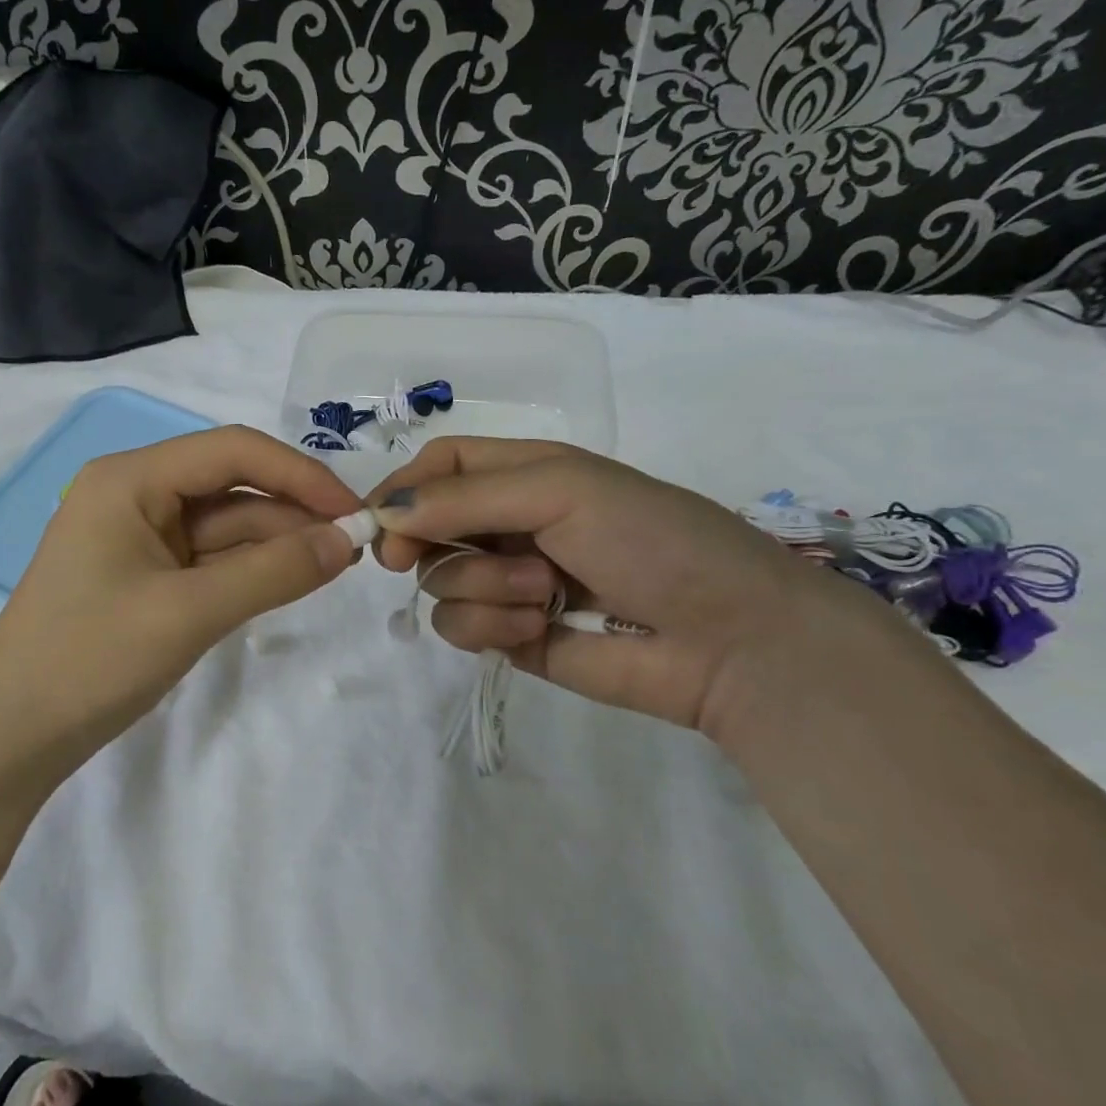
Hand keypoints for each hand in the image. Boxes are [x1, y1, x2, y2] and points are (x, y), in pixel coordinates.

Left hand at [0, 425, 363, 766]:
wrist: (12, 736)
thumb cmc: (90, 659)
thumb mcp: (190, 611)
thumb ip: (274, 572)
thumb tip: (349, 540)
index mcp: (131, 478)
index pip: (232, 451)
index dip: (299, 474)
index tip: (353, 510)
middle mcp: (136, 494)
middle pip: (232, 487)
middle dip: (293, 513)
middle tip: (356, 546)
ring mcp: (140, 537)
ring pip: (225, 526)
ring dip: (278, 543)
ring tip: (338, 564)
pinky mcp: (147, 576)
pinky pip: (210, 560)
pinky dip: (251, 569)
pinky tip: (294, 579)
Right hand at [366, 437, 913, 734]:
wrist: (730, 639)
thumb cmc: (650, 539)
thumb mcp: (559, 490)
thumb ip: (464, 498)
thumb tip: (382, 512)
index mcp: (524, 475)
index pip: (440, 466)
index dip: (402, 487)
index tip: (375, 521)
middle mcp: (509, 524)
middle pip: (426, 525)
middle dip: (425, 542)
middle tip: (409, 559)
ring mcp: (509, 583)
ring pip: (439, 581)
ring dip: (478, 586)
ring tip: (541, 593)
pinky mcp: (512, 635)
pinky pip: (461, 627)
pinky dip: (489, 626)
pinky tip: (538, 628)